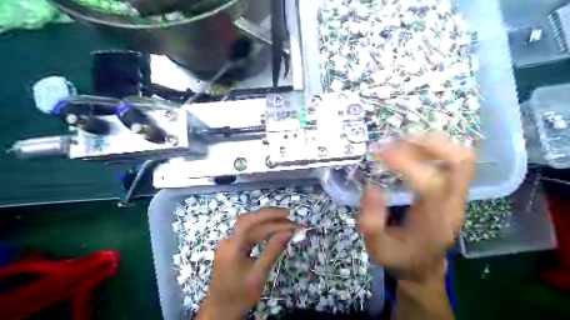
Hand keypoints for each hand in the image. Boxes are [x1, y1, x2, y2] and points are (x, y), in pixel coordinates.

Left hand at [198, 207, 299, 319]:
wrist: (221, 310)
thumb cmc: (240, 295)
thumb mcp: (259, 274)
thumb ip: (273, 250)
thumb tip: (289, 232)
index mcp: (232, 246)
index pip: (251, 222)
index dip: (270, 215)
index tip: (289, 215)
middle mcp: (228, 240)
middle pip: (252, 222)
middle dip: (273, 219)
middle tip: (293, 221)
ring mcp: (229, 242)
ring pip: (251, 226)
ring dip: (269, 223)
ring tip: (287, 224)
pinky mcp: (232, 246)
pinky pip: (249, 233)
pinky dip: (263, 230)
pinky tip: (273, 230)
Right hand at [360, 132, 477, 282]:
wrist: (423, 268)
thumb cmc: (398, 258)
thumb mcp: (375, 246)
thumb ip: (370, 219)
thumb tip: (372, 186)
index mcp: (432, 224)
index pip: (432, 185)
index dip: (408, 163)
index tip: (382, 151)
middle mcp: (452, 207)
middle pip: (460, 164)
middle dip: (430, 143)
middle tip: (399, 140)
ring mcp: (457, 199)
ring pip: (462, 159)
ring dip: (434, 143)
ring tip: (405, 141)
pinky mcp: (454, 193)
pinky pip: (455, 163)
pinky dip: (436, 149)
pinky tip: (414, 150)